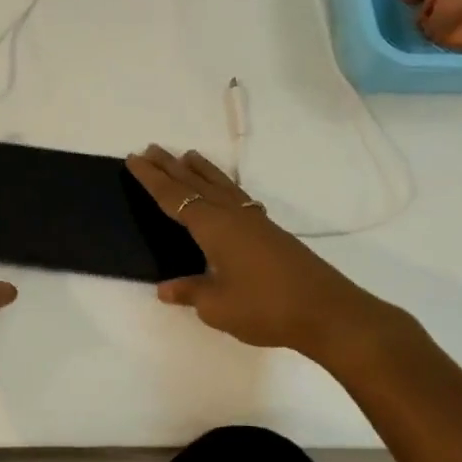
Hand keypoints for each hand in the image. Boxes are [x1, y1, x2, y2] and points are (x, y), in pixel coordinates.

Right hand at [126, 146, 409, 372]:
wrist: (328, 312)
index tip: (134, 158)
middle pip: (195, 184)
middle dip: (170, 167)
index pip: (173, 197)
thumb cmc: (266, 307)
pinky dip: (222, 186)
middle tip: (150, 148)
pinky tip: (225, 191)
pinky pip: (236, 197)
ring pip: (220, 186)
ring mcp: (254, 221)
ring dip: (200, 170)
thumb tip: (165, 288)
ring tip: (187, 155)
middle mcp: (232, 215)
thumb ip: (190, 292)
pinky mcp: (270, 232)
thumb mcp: (217, 306)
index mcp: (213, 227)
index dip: (151, 179)